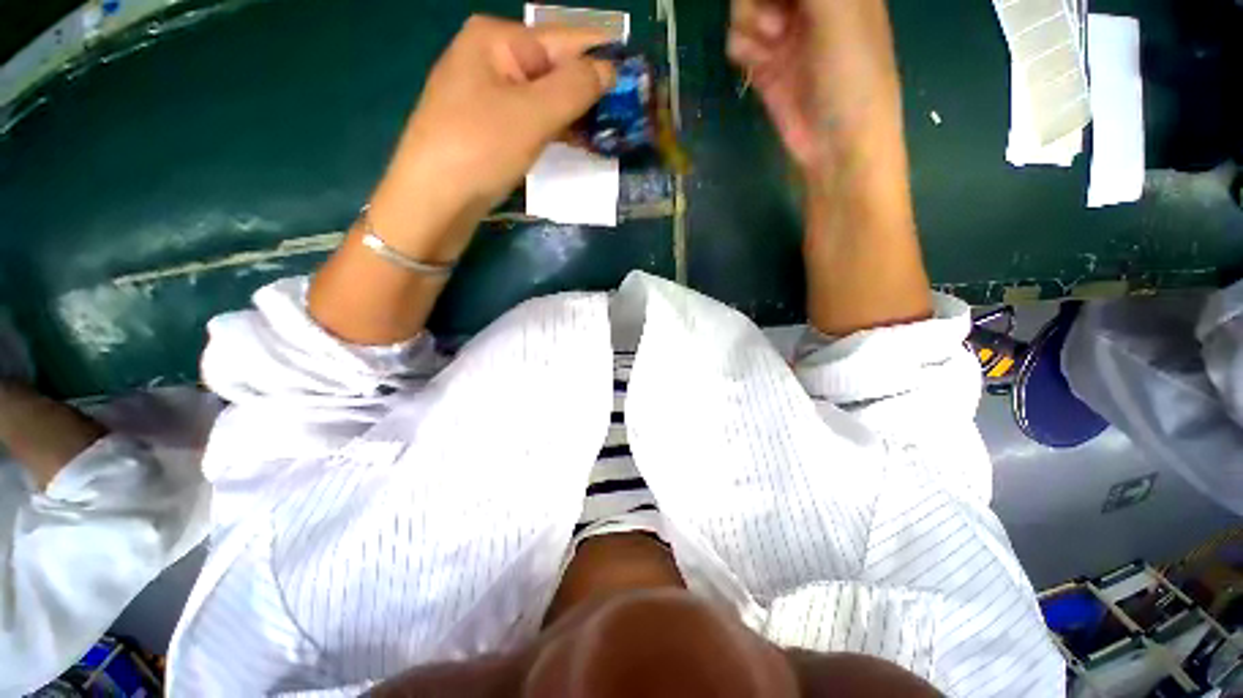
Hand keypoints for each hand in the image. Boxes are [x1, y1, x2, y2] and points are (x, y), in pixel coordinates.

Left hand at [380, 17, 614, 234]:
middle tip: (626, 116)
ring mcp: (487, 93)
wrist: (433, 201)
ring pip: (545, 97)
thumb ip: (576, 86)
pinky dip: (556, 129)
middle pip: (554, 69)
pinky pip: (532, 119)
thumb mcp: (533, 114)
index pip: (565, 40)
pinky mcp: (489, 126)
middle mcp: (491, 57)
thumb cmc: (480, 149)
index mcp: (497, 39)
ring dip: (576, 114)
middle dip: (590, 91)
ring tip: (610, 131)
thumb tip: (610, 68)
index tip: (637, 79)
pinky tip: (578, 142)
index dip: (603, 58)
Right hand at [727, 0, 901, 172]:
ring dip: (750, 20)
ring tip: (771, 42)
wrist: (835, 145)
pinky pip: (739, 39)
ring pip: (745, 5)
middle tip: (776, 18)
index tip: (772, 0)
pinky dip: (744, 47)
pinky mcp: (766, 62)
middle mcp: (808, 1)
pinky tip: (760, 63)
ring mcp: (784, 31)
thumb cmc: (853, 75)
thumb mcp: (840, 13)